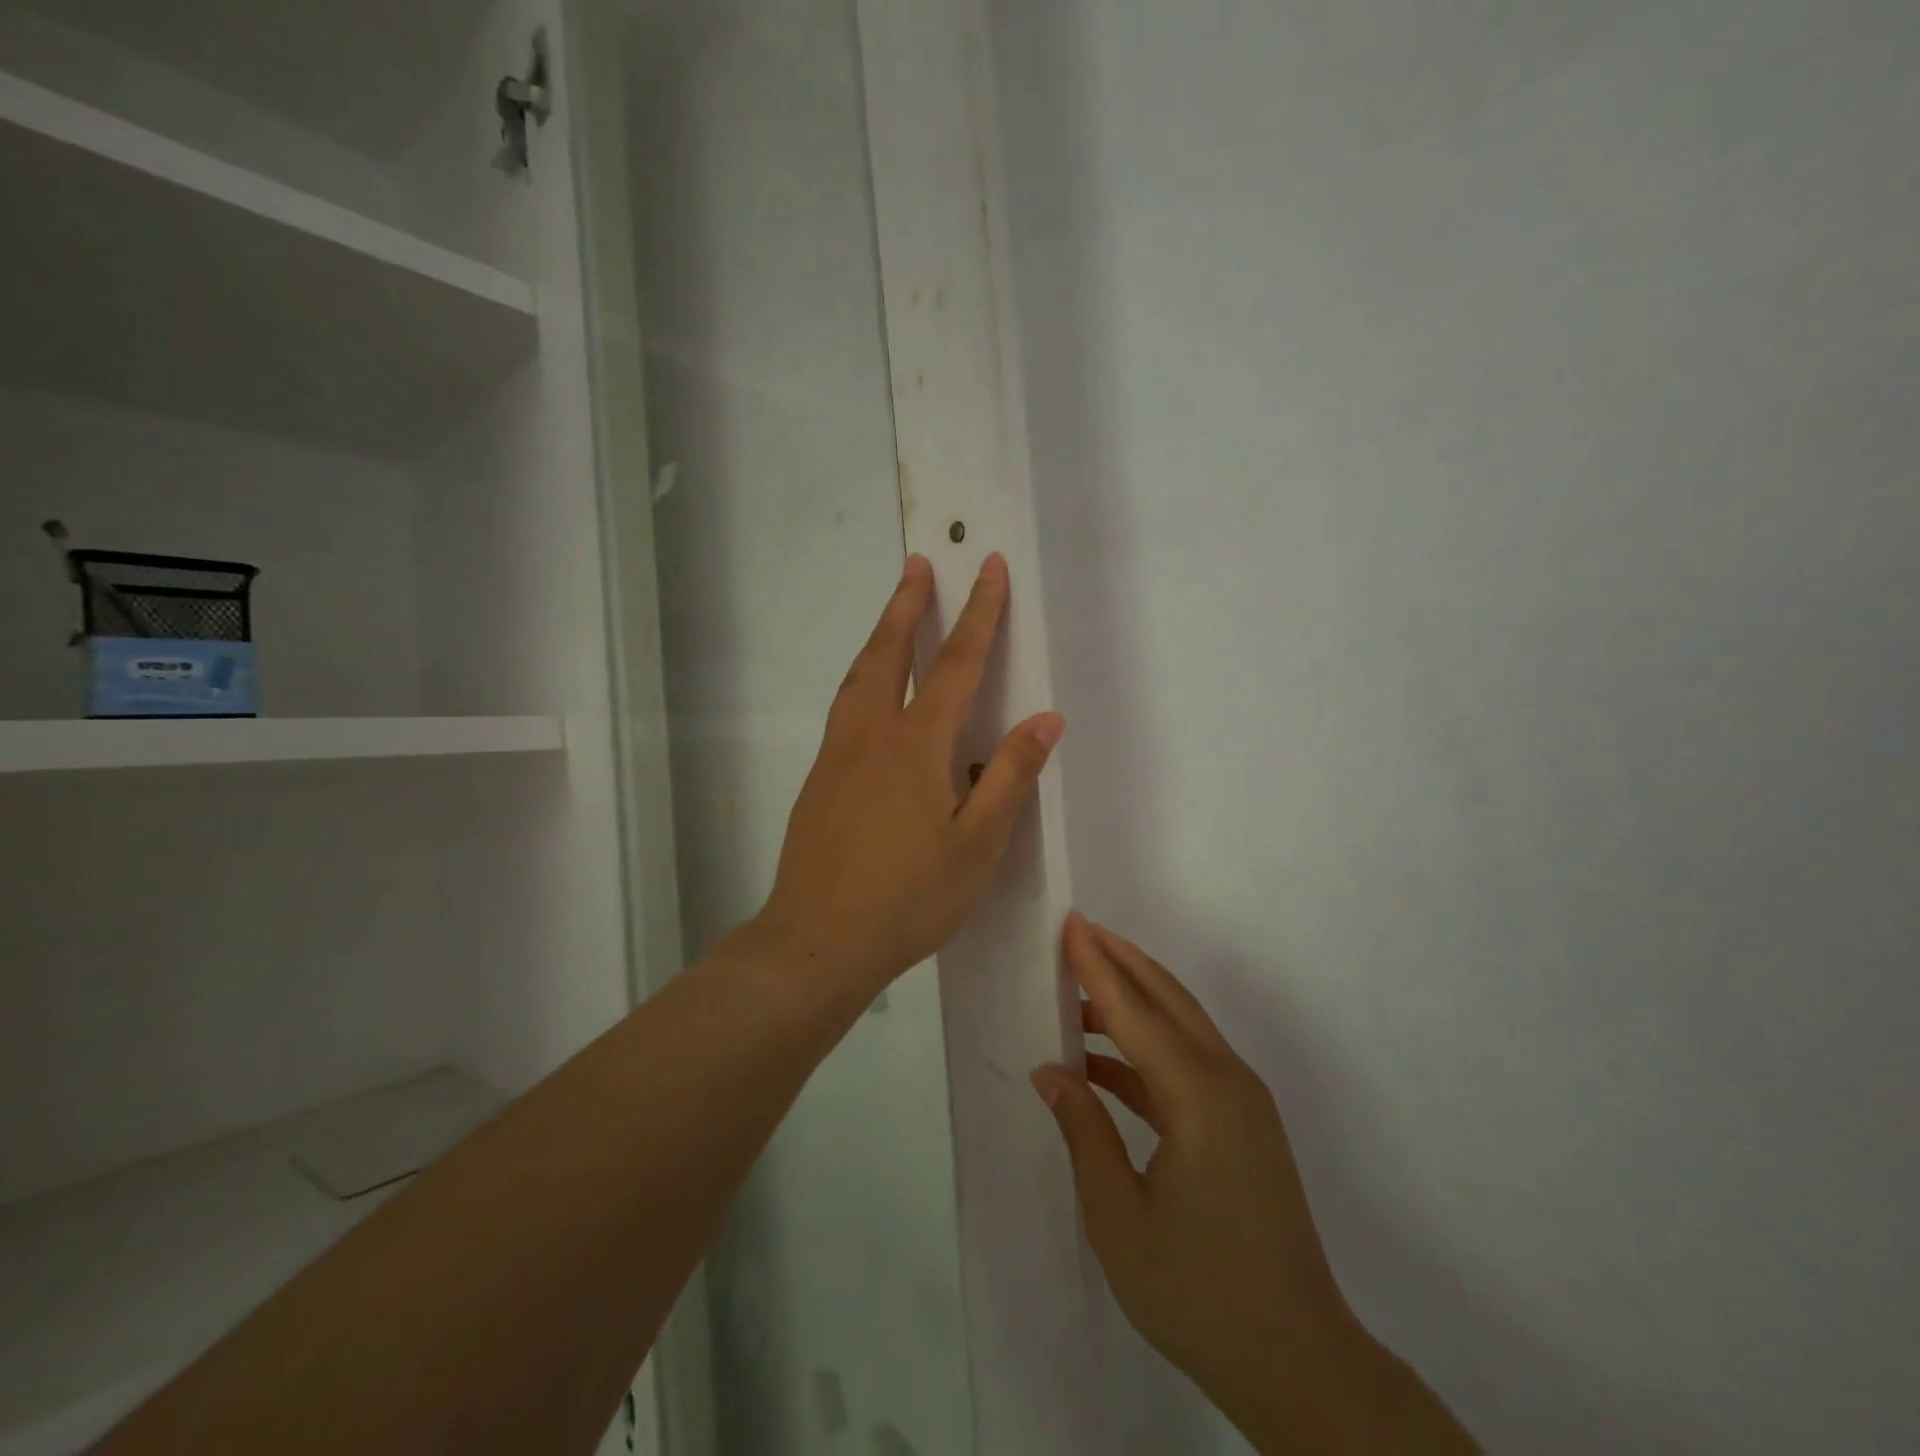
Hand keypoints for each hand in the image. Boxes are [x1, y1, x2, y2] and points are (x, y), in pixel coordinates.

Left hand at [756, 554, 1064, 995]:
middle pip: (890, 653)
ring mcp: (836, 755)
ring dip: (880, 636)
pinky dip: (863, 677)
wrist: (816, 941)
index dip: (979, 614)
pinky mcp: (818, 780)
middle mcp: (870, 735)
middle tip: (918, 564)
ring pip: (858, 677)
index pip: (955, 664)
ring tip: (893, 612)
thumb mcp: (977, 845)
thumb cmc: (908, 897)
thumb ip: (1010, 777)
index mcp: (915, 745)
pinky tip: (869, 693)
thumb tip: (1045, 719)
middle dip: (909, 605)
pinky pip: (845, 708)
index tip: (989, 567)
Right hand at [1033, 916, 1477, 1452]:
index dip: (1097, 967)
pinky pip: (1188, 1064)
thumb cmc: (1198, 1292)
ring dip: (1134, 1002)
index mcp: (1200, 1097)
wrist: (1296, 1361)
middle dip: (1122, 961)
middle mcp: (1228, 1082)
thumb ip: (1083, 1132)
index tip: (1070, 924)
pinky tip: (1104, 1064)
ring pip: (1181, 1027)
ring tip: (1080, 991)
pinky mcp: (1244, 1124)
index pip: (1136, 1013)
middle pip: (1168, 1000)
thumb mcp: (1119, 1218)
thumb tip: (1050, 1072)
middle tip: (1079, 931)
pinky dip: (1146, 1051)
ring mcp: (1243, 1102)